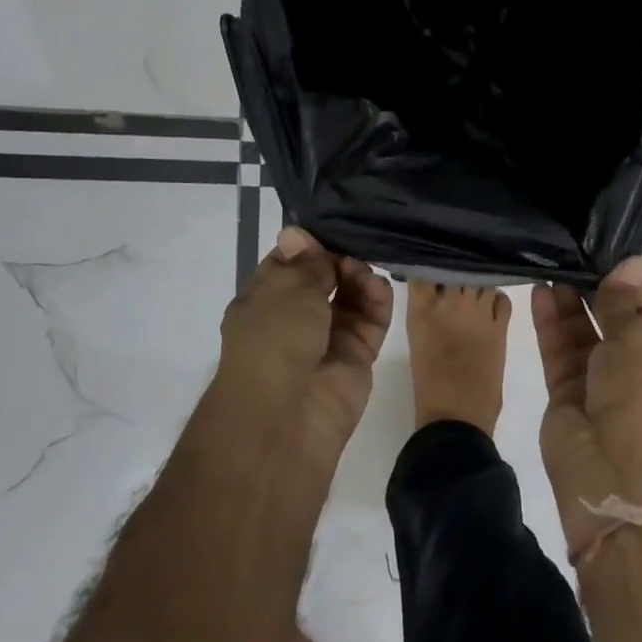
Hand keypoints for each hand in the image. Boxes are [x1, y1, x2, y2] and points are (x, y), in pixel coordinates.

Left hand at [217, 227, 392, 468]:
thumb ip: (305, 261)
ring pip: (350, 298)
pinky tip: (378, 287)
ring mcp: (327, 339)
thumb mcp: (285, 289)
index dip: (308, 246)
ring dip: (359, 278)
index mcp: (263, 301)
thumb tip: (296, 233)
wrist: (286, 414)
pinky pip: (371, 321)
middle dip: (338, 260)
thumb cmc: (274, 341)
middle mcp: (293, 319)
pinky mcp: (357, 357)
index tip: (331, 228)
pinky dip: (377, 301)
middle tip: (353, 248)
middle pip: (324, 278)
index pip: (288, 264)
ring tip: (362, 272)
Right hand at [531, 257, 641, 555]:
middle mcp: (630, 367)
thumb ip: (623, 303)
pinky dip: (550, 324)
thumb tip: (634, 261)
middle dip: (592, 290)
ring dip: (568, 304)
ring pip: (580, 334)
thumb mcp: (637, 342)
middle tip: (569, 256)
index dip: (626, 284)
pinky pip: (558, 352)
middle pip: (609, 320)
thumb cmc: (638, 401)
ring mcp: (596, 381)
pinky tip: (539, 294)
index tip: (602, 255)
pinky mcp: (564, 394)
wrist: (613, 476)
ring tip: (550, 268)